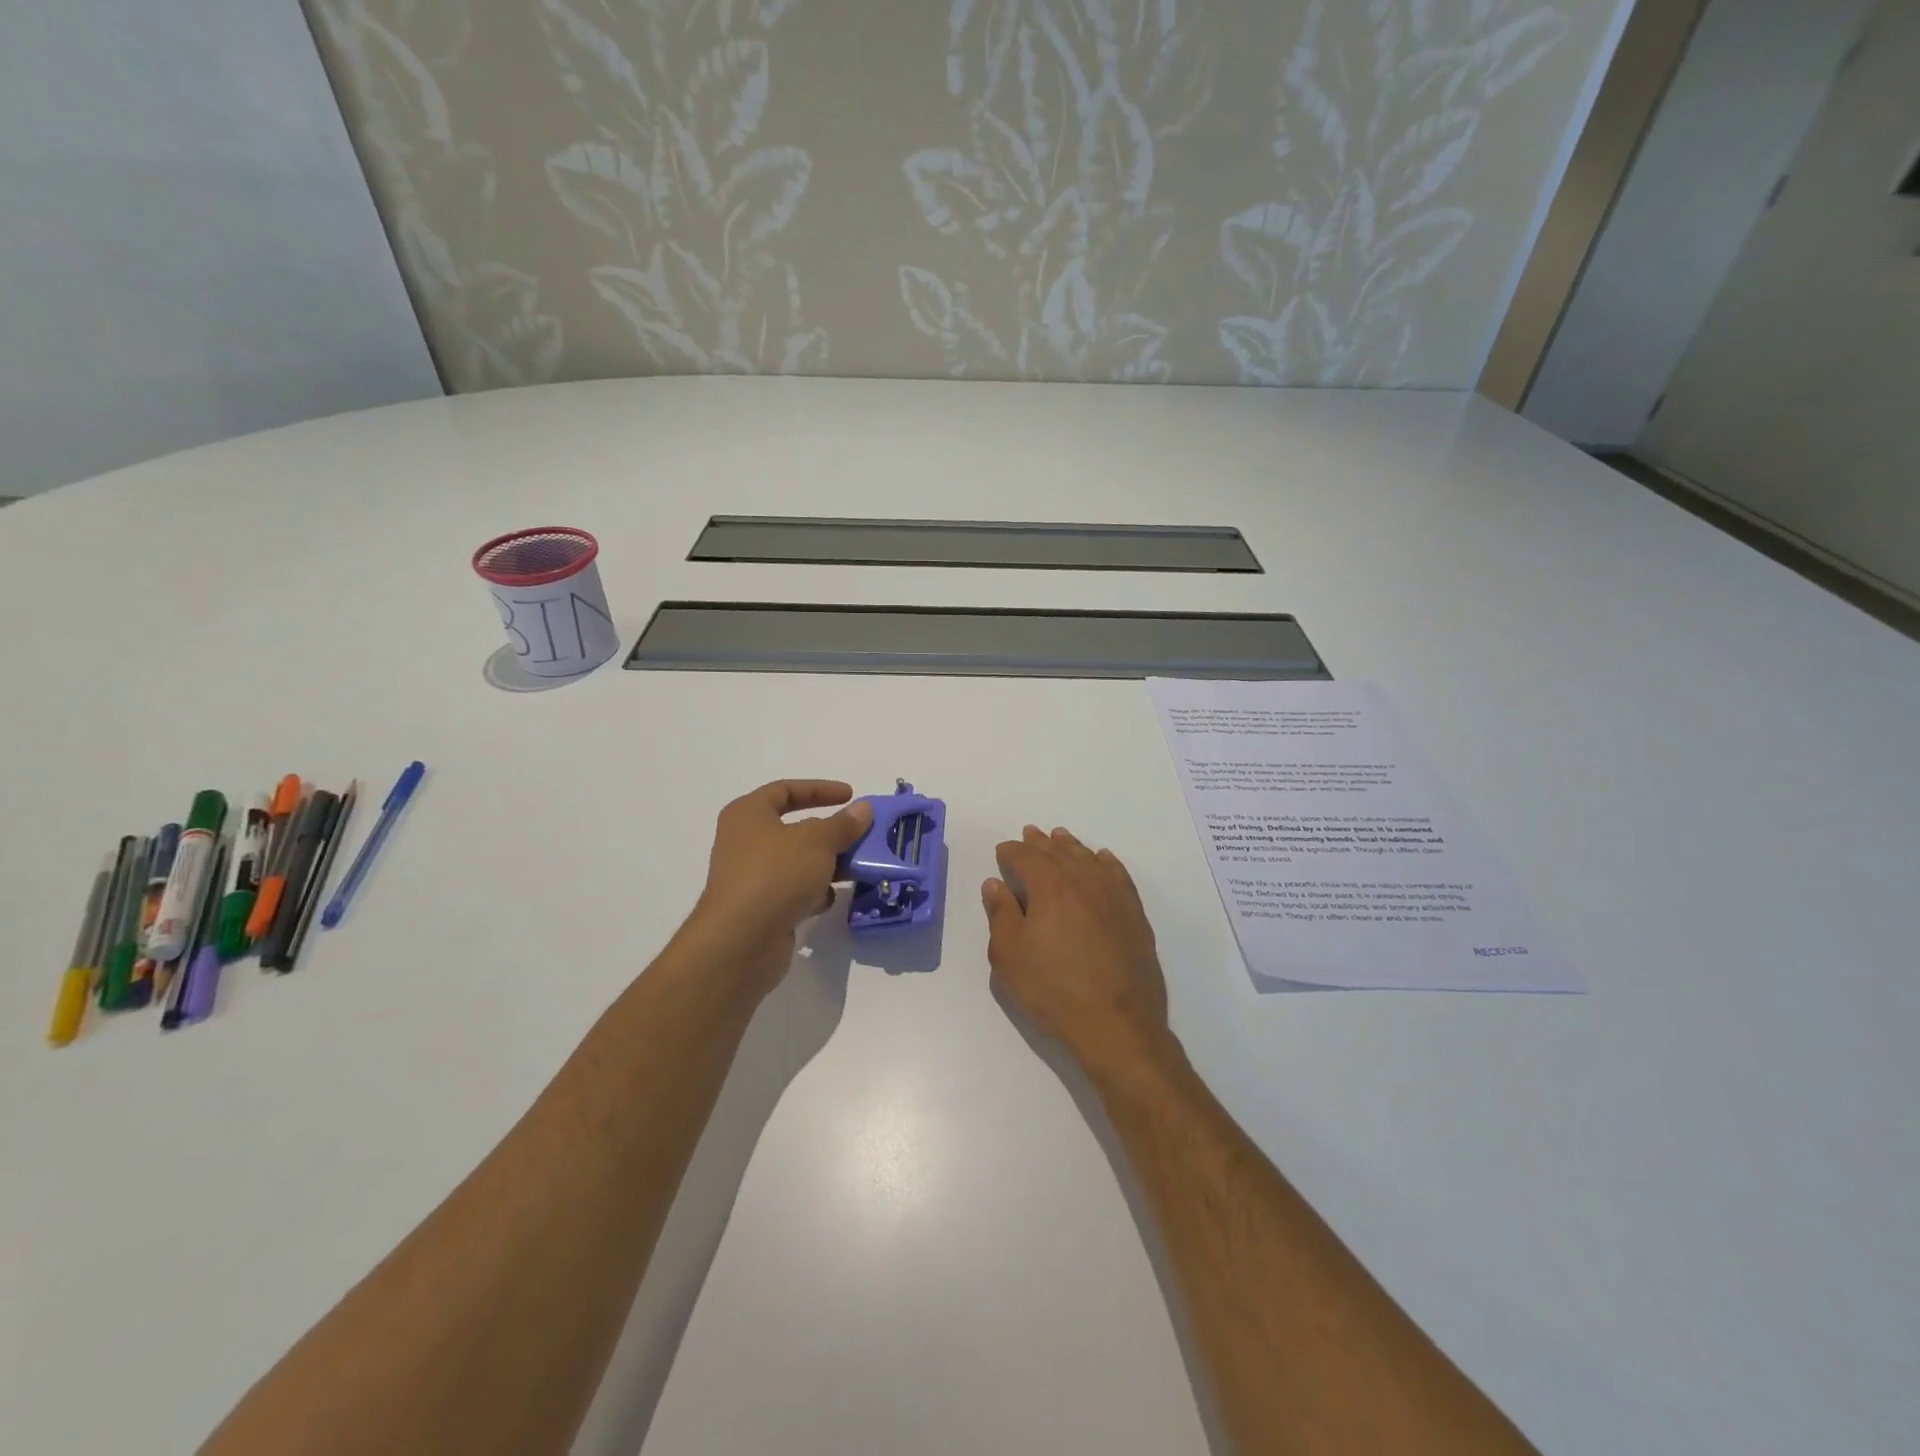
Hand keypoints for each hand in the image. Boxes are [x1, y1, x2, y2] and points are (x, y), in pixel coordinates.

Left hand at [686, 780, 872, 991]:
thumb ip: (843, 824)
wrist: (741, 942)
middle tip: (860, 834)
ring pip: (798, 862)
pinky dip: (814, 892)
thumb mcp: (817, 841)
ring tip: (857, 867)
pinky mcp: (761, 908)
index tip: (851, 795)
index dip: (819, 789)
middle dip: (830, 831)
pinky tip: (830, 898)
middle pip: (794, 828)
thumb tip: (863, 810)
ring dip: (827, 864)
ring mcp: (752, 877)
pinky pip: (794, 891)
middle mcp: (745, 842)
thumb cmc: (775, 875)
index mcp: (748, 815)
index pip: (785, 790)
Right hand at [982, 826, 1175, 1073]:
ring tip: (1061, 838)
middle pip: (1058, 852)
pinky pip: (1118, 875)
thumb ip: (1001, 914)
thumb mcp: (1010, 955)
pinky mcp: (1134, 914)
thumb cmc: (1053, 989)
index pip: (1025, 857)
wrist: (1116, 1022)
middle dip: (1041, 843)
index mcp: (1049, 885)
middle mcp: (1083, 880)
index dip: (1011, 851)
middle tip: (1031, 833)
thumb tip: (996, 883)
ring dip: (1072, 847)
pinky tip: (1102, 860)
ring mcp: (1113, 895)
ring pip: (1089, 859)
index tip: (1003, 851)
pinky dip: (1106, 862)